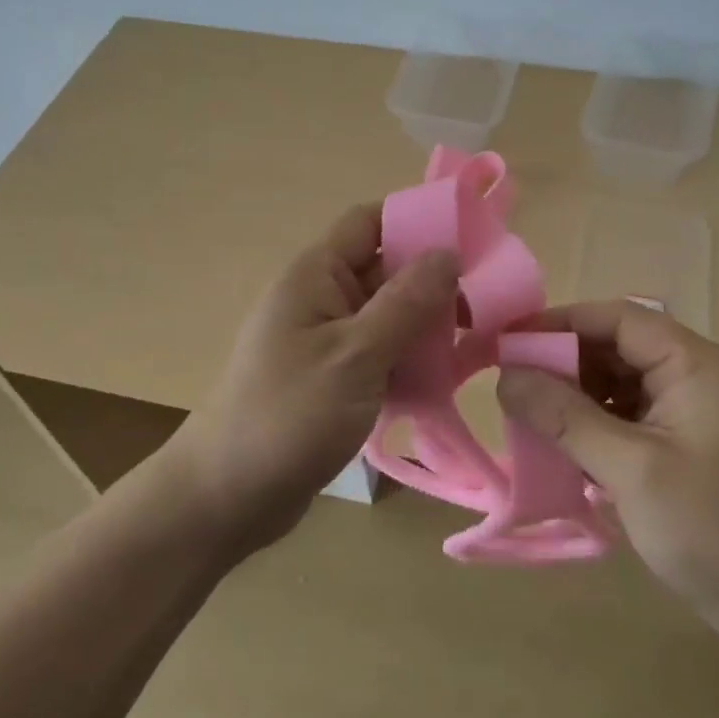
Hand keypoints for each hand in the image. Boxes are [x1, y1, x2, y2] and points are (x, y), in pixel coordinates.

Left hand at [160, 203, 457, 557]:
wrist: (226, 497)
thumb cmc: (289, 415)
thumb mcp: (355, 355)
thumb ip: (405, 303)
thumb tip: (448, 252)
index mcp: (317, 275)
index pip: (370, 222)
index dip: (417, 220)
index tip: (472, 238)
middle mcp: (321, 298)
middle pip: (386, 269)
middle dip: (434, 282)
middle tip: (492, 302)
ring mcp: (327, 340)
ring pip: (389, 315)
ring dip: (427, 326)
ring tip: (479, 342)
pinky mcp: (334, 378)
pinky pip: (381, 353)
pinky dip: (410, 360)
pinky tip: (446, 379)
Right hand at [496, 301, 718, 642]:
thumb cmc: (710, 531)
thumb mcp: (630, 470)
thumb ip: (565, 417)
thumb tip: (505, 376)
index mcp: (699, 364)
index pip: (620, 319)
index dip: (561, 323)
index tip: (509, 341)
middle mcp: (702, 372)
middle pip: (620, 345)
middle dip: (566, 361)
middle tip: (512, 382)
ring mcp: (700, 405)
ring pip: (623, 378)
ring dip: (578, 392)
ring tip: (531, 412)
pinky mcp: (692, 435)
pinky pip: (634, 410)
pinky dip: (598, 419)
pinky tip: (566, 440)